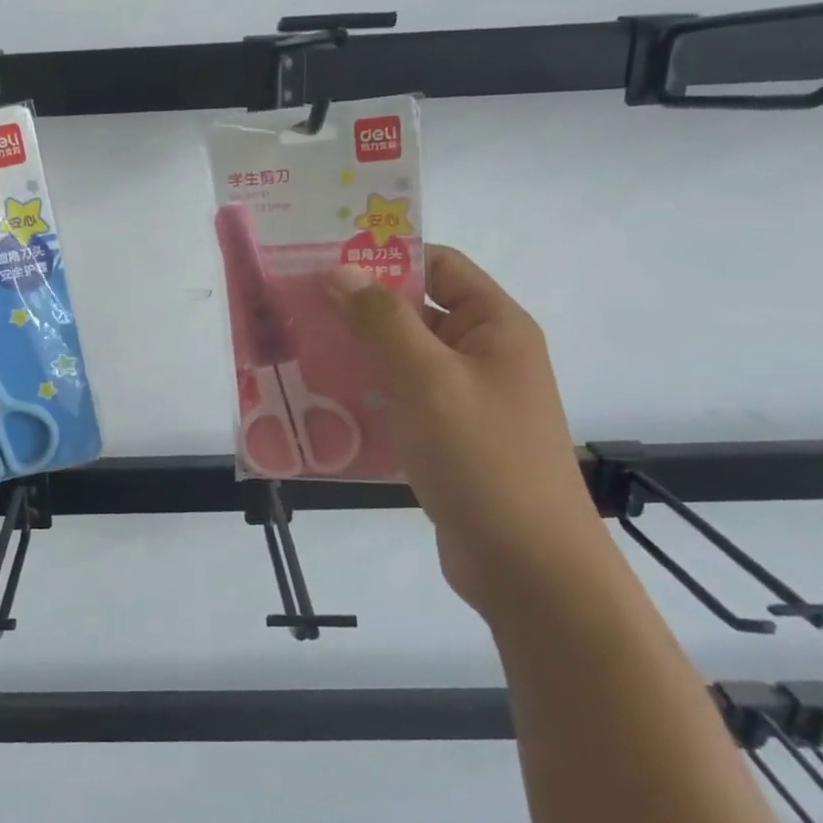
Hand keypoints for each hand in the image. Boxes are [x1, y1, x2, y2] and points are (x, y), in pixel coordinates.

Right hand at [326, 250, 601, 614]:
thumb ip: (382, 320)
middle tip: (296, 307)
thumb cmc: (480, 456)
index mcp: (494, 327)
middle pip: (416, 313)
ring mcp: (466, 400)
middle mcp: (484, 356)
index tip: (324, 261)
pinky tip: (323, 404)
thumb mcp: (426, 378)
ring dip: (356, 355)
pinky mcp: (448, 439)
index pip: (438, 266)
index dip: (385, 257)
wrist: (525, 565)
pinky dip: (366, 396)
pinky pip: (401, 402)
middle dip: (358, 309)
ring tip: (298, 352)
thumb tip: (339, 271)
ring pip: (403, 360)